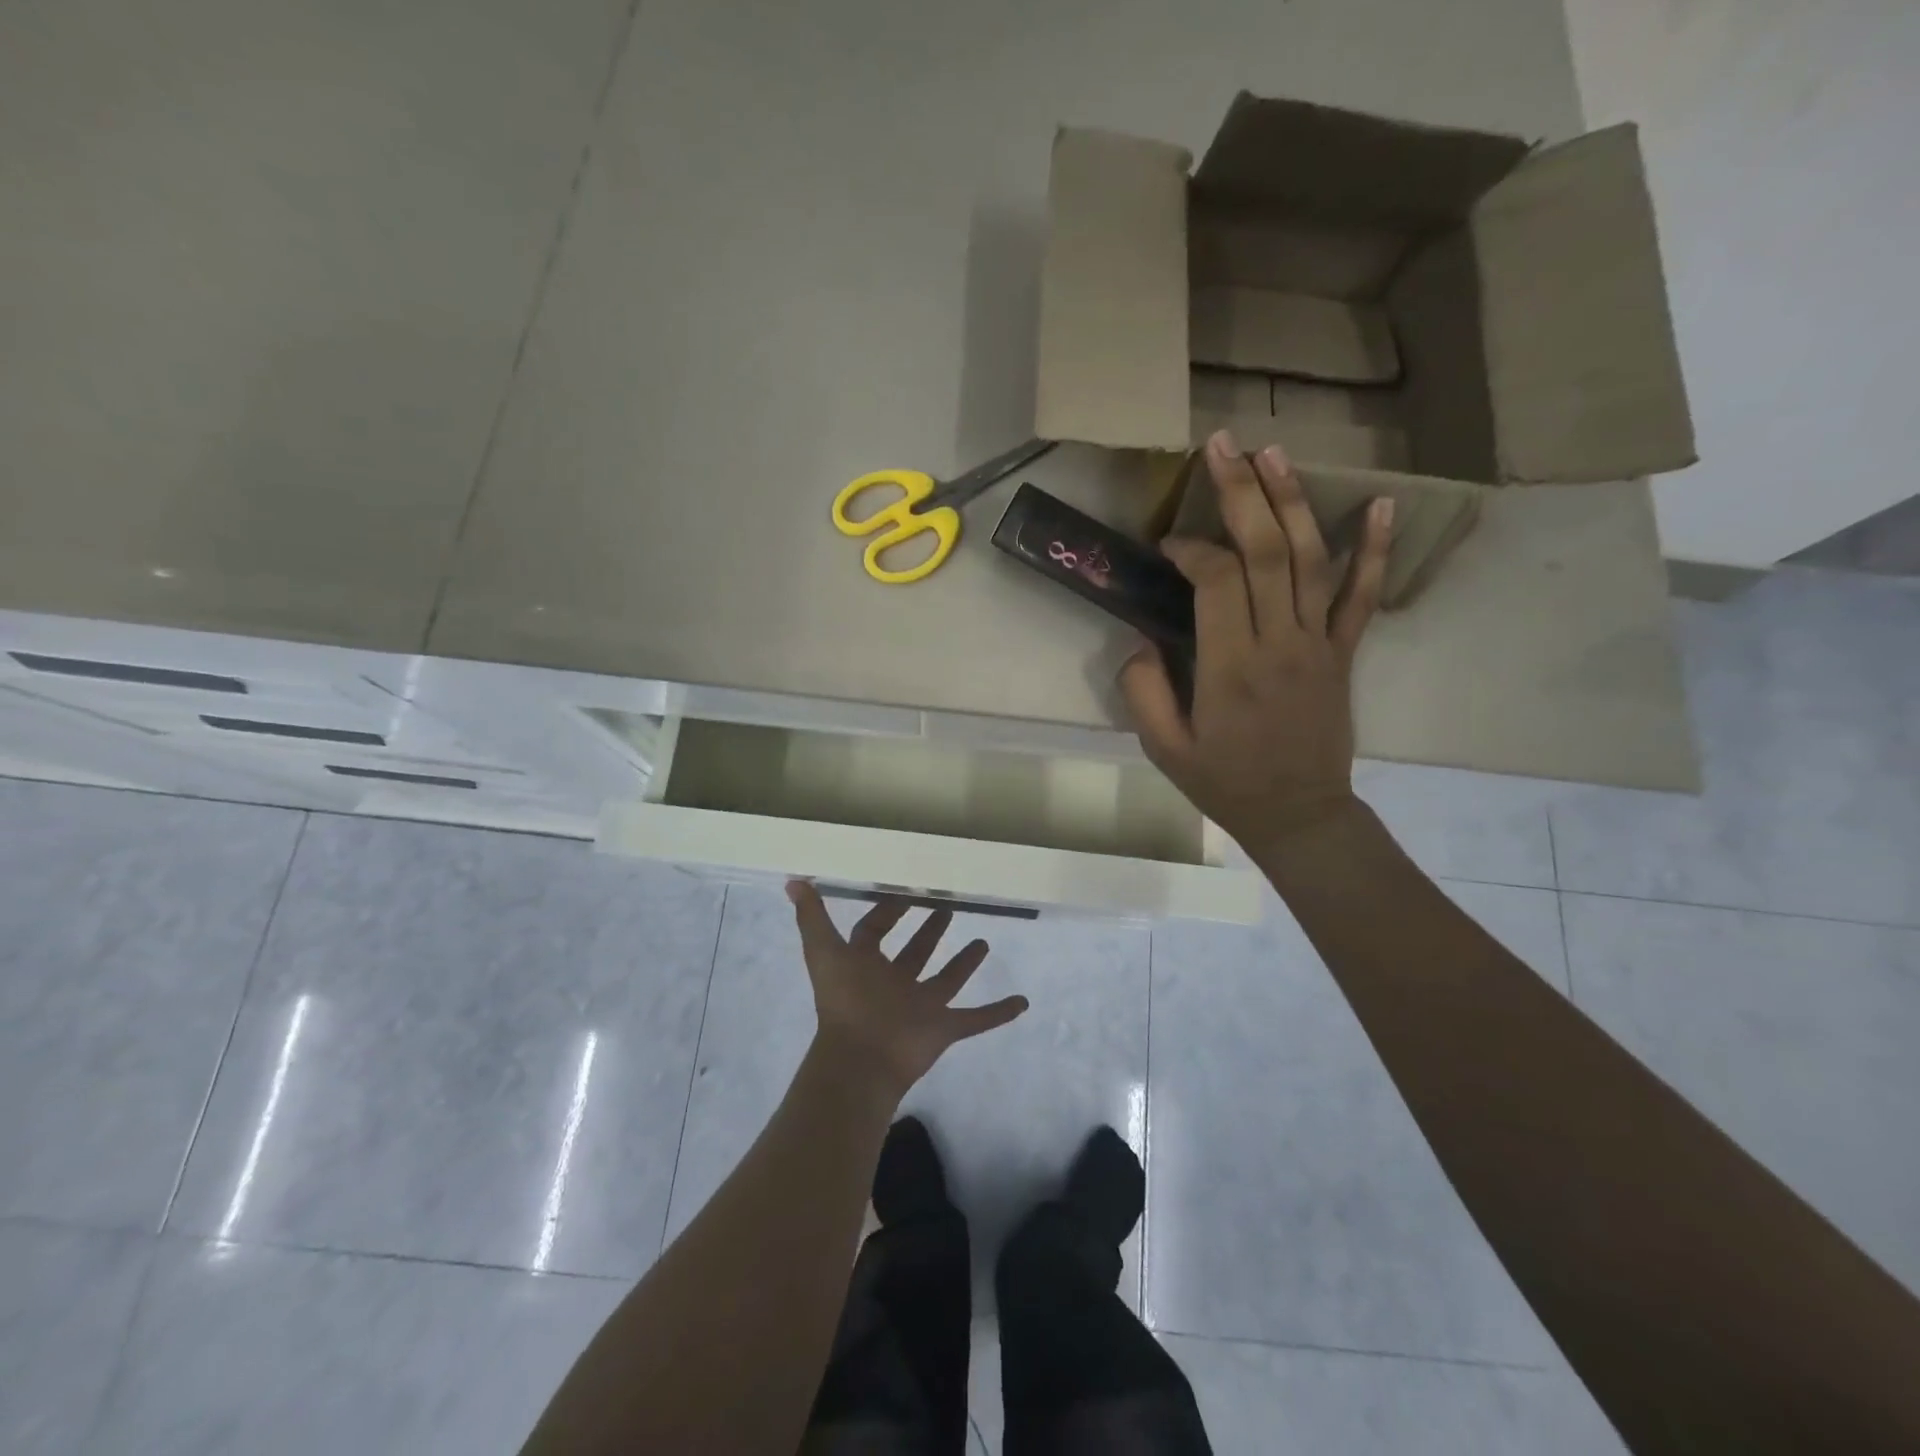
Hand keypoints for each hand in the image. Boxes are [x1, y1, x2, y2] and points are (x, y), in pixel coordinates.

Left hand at [787, 881, 1028, 1099]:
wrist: (861, 1060)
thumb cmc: (845, 1001)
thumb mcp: (824, 951)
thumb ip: (811, 916)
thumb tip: (793, 880)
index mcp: (866, 965)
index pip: (874, 933)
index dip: (886, 912)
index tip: (906, 892)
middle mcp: (894, 984)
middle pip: (914, 953)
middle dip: (929, 931)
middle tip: (948, 907)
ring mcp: (921, 1008)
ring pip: (946, 980)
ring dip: (964, 964)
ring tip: (984, 942)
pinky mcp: (943, 1029)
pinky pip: (976, 1019)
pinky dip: (999, 1013)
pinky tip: (1023, 1001)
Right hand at [1118, 430, 1392, 859]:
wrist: (1299, 815)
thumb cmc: (1225, 783)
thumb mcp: (1164, 749)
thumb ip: (1143, 692)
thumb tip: (1140, 642)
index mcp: (1231, 668)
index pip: (1218, 582)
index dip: (1193, 550)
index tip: (1170, 545)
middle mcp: (1280, 644)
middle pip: (1267, 552)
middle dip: (1241, 494)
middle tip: (1221, 446)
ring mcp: (1319, 645)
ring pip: (1311, 560)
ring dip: (1293, 502)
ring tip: (1273, 453)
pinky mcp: (1343, 653)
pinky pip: (1362, 596)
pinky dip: (1373, 549)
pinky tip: (1380, 503)